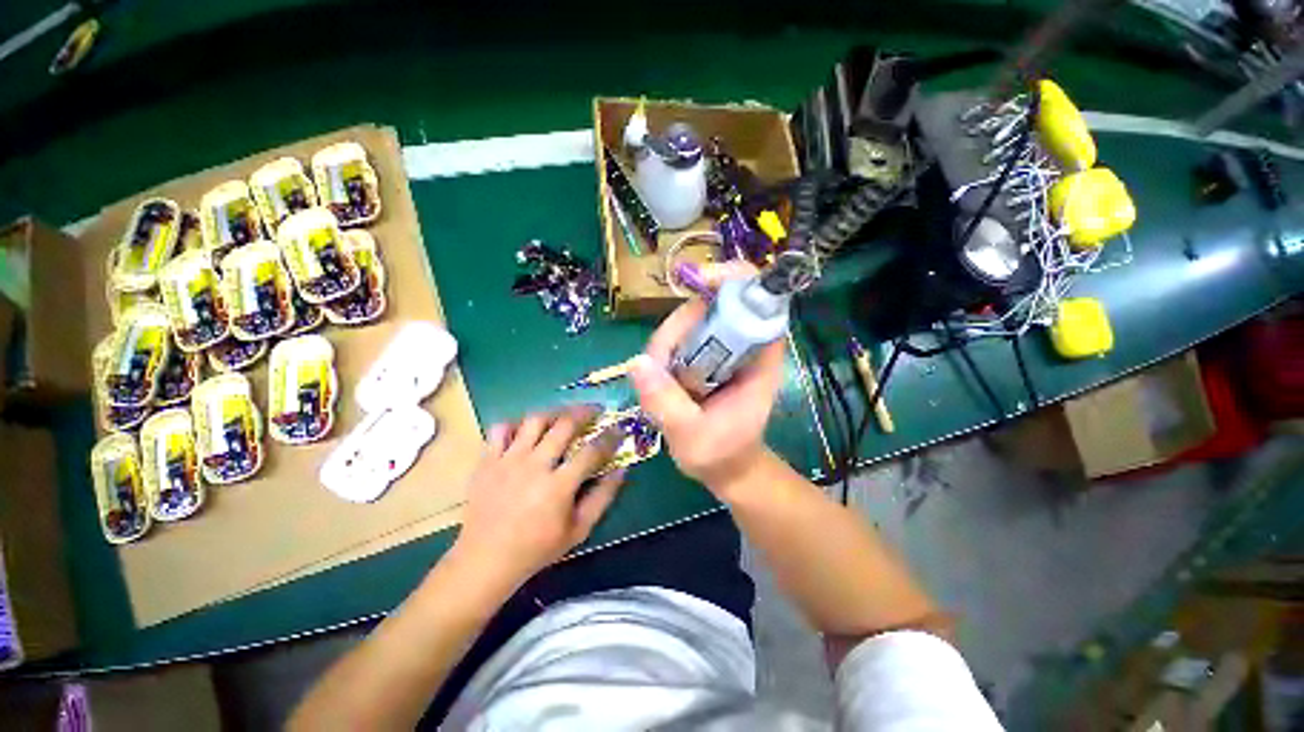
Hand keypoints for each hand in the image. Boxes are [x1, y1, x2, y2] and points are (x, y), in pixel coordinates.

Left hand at [451, 406, 625, 586]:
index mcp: (558, 486)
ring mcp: (508, 460)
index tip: (618, 430)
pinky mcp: (487, 461)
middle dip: (585, 412)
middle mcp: (534, 466)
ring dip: (553, 413)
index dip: (609, 437)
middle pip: (564, 425)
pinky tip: (524, 430)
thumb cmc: (536, 548)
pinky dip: (514, 424)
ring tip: (563, 415)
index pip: (592, 451)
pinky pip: (500, 429)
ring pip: (534, 421)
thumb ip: (603, 498)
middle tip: (594, 410)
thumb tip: (621, 470)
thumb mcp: (578, 530)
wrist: (484, 560)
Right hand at [630, 264, 784, 493]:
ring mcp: (720, 347)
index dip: (735, 280)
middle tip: (662, 362)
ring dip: (666, 343)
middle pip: (713, 304)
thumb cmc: (721, 454)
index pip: (760, 302)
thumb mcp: (693, 437)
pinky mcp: (702, 354)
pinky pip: (679, 336)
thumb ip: (668, 404)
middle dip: (681, 324)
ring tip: (661, 382)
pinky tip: (660, 380)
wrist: (726, 466)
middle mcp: (742, 344)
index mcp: (759, 360)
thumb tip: (637, 362)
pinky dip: (663, 351)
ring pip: (690, 319)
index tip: (701, 280)